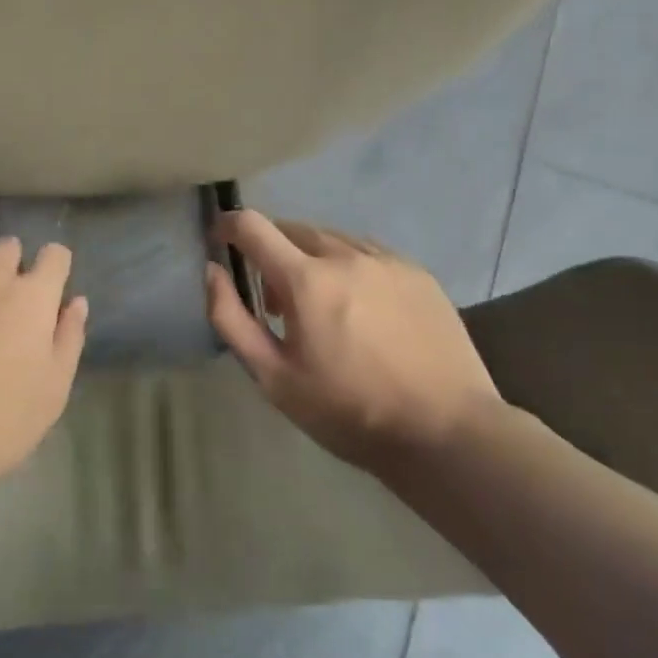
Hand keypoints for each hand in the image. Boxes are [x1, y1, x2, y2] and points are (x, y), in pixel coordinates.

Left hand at [0, 237, 88, 482]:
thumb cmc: (1, 419)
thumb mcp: (54, 388)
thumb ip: (68, 337)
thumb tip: (75, 302)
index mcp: (31, 296)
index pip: (55, 255)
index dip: (54, 268)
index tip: (48, 290)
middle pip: (6, 246)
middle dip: (10, 266)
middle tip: (4, 304)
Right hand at [205, 210, 502, 465]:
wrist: (446, 431)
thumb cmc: (348, 410)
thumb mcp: (273, 377)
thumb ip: (231, 318)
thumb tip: (211, 271)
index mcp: (306, 280)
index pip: (253, 226)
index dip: (228, 225)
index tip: (219, 238)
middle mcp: (346, 255)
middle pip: (292, 228)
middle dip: (270, 250)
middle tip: (273, 299)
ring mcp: (387, 261)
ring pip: (331, 239)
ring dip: (309, 257)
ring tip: (317, 304)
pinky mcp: (418, 273)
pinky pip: (367, 252)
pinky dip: (347, 265)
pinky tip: (358, 306)